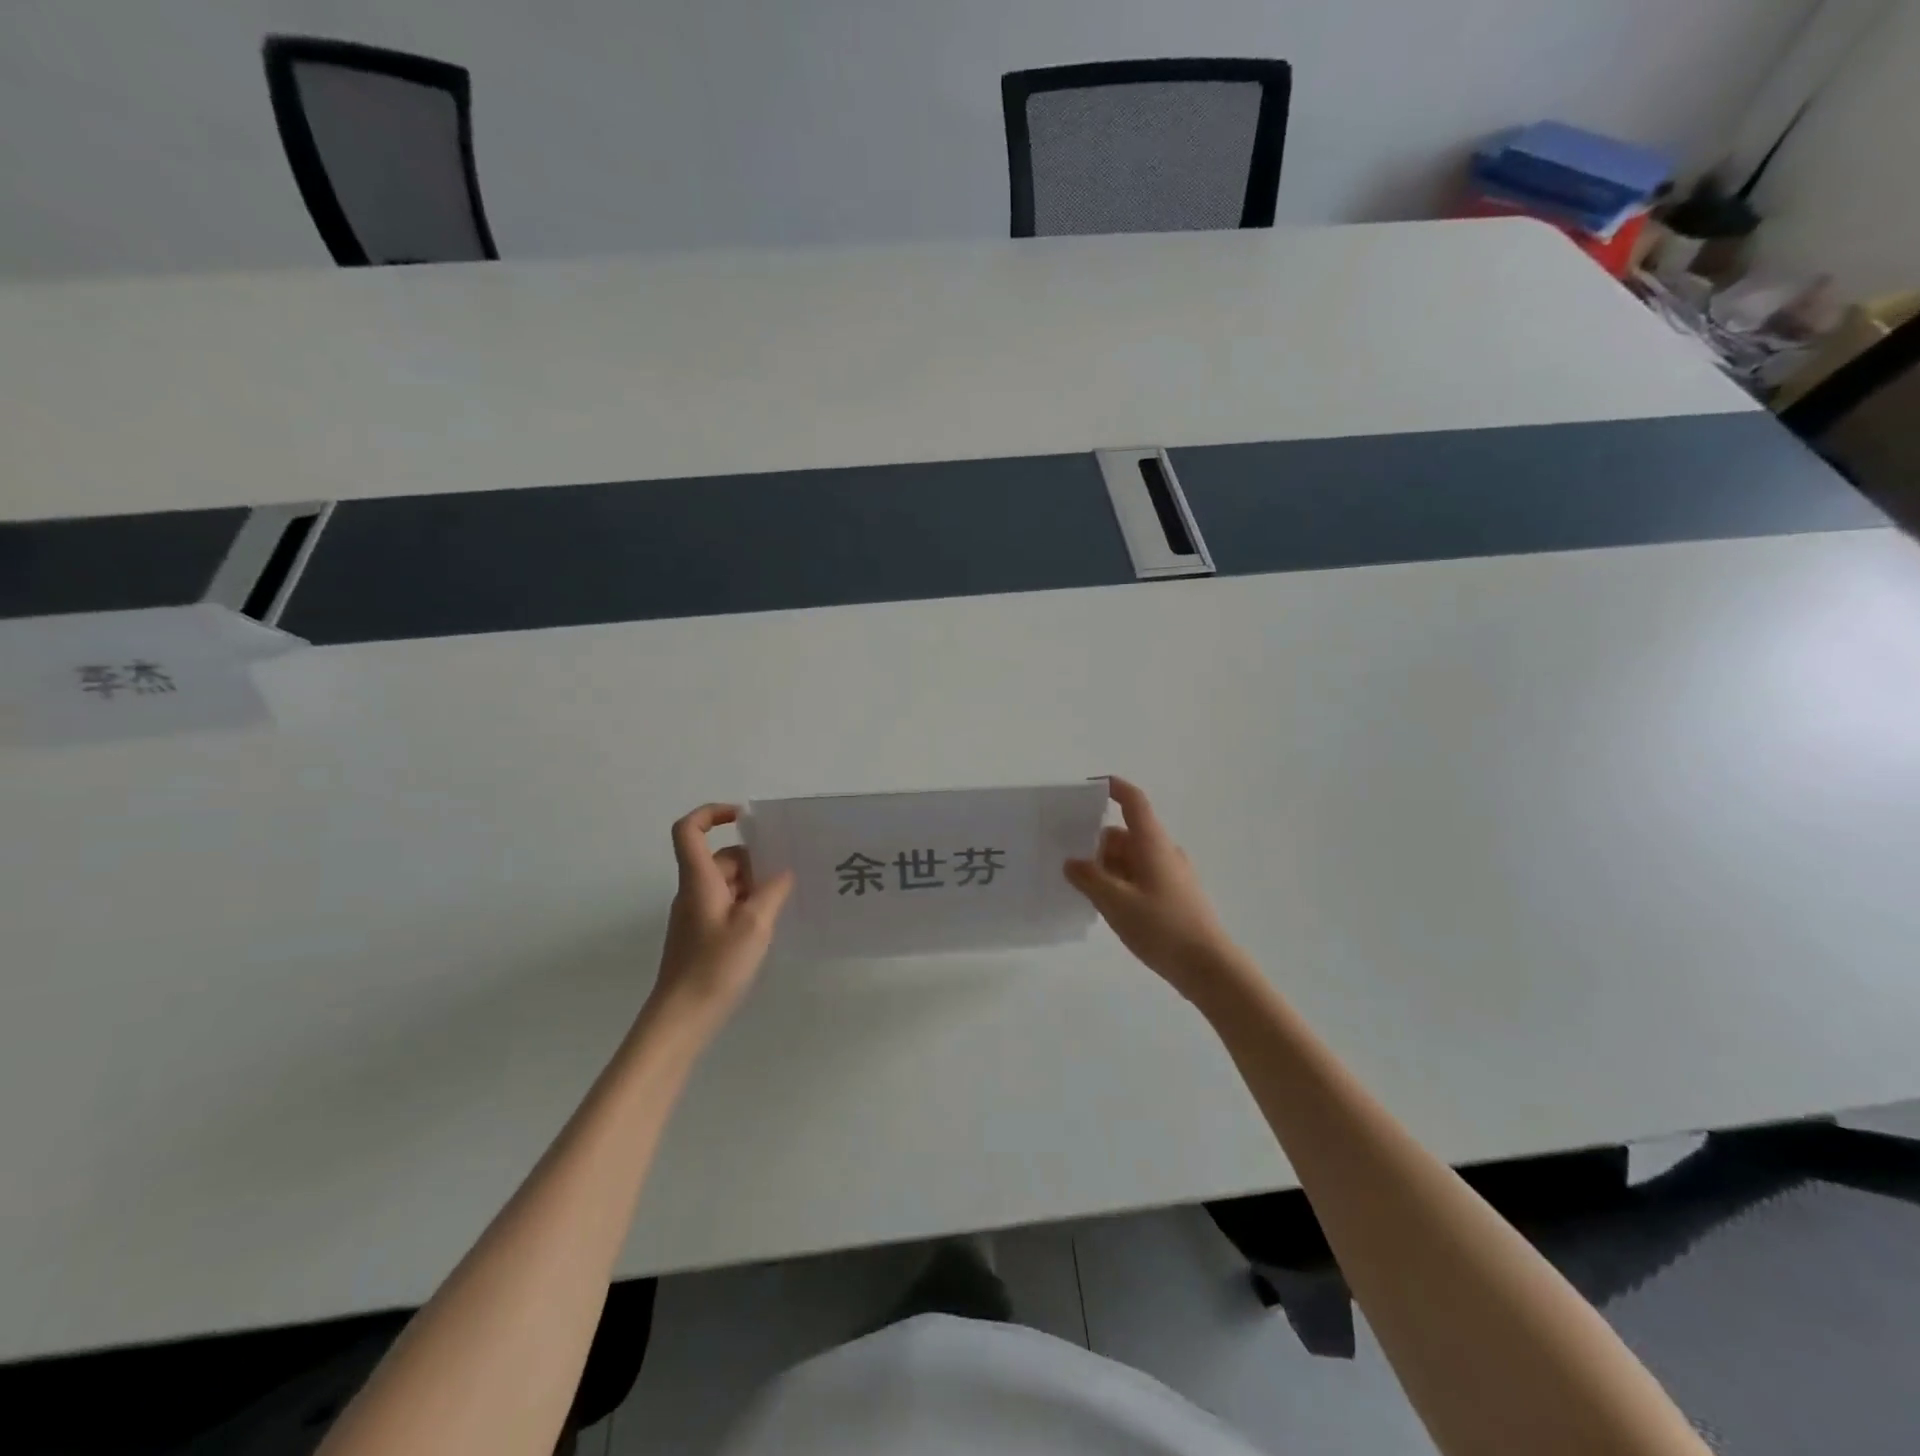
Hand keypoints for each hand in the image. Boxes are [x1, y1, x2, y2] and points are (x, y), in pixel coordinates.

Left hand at [649, 805, 793, 1028]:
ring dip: (754, 885)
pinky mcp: (702, 936)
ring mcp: (696, 915)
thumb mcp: (754, 924)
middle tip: (787, 873)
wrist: (682, 1018)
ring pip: (727, 883)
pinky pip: (727, 905)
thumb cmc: (715, 965)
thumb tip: (784, 872)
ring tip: (785, 900)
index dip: (713, 813)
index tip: (745, 818)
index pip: (690, 830)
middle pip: (720, 858)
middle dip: (754, 860)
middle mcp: (693, 891)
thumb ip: (773, 891)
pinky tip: (770, 923)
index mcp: (699, 880)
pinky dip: (748, 905)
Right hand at [1064, 777, 1241, 1002]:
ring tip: (1081, 887)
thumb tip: (1072, 862)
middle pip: (1126, 834)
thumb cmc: (1162, 927)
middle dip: (1097, 842)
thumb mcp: (1115, 902)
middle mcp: (1164, 852)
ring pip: (1132, 858)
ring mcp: (1172, 875)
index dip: (1114, 789)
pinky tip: (1106, 905)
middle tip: (1067, 857)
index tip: (1090, 787)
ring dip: (1107, 866)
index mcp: (1152, 843)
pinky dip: (1120, 882)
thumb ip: (1089, 878)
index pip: (1134, 802)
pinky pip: (1140, 877)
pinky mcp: (1174, 896)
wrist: (1208, 966)